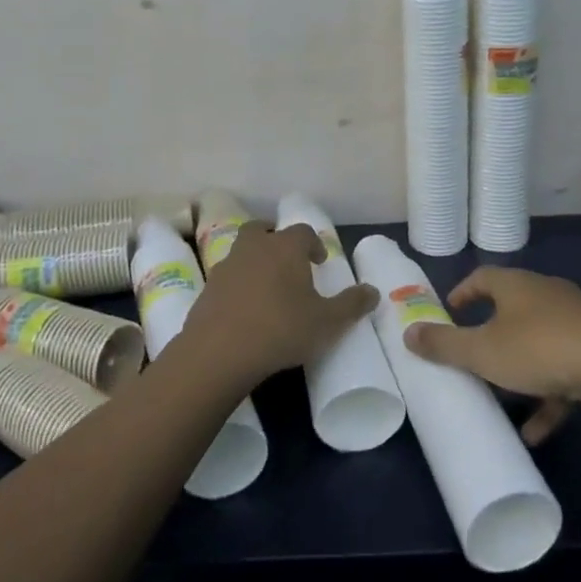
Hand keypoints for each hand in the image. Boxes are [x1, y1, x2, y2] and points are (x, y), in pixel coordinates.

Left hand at [182, 220, 378, 384]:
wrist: (219, 351)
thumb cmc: (281, 329)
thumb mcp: (327, 322)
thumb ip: (352, 304)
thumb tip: (373, 291)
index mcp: (285, 248)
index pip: (302, 232)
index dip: (313, 243)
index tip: (319, 261)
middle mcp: (254, 248)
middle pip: (262, 230)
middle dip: (275, 239)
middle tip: (287, 260)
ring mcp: (227, 266)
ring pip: (242, 251)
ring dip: (254, 260)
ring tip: (267, 286)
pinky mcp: (207, 288)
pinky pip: (227, 277)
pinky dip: (237, 284)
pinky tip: (245, 308)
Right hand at [404, 267, 580, 443]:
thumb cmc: (541, 349)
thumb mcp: (482, 351)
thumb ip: (444, 344)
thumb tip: (407, 333)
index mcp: (517, 285)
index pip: (481, 278)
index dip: (461, 294)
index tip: (448, 313)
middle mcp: (547, 295)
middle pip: (511, 310)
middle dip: (490, 336)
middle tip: (471, 358)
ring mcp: (577, 321)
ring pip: (538, 344)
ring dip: (519, 374)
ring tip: (502, 403)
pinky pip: (564, 370)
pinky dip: (548, 396)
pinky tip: (536, 432)